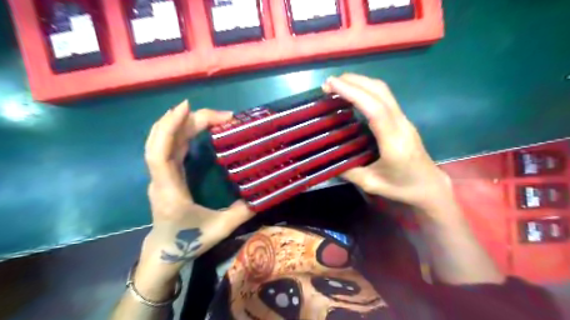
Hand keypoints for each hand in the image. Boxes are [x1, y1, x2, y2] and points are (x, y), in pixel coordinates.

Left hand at [136, 99, 252, 284]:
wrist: (164, 252)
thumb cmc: (189, 242)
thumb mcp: (220, 229)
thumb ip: (242, 212)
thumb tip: (262, 194)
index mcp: (170, 191)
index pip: (160, 153)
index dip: (170, 128)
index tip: (187, 108)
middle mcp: (161, 179)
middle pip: (163, 141)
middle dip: (187, 120)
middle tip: (220, 115)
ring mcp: (161, 176)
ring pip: (163, 142)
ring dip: (182, 123)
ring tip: (207, 114)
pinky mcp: (166, 175)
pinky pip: (169, 148)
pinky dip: (180, 132)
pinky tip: (194, 126)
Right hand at [323, 74, 452, 210]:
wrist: (431, 186)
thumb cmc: (403, 187)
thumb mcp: (372, 184)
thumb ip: (350, 172)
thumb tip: (329, 160)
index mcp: (394, 142)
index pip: (375, 110)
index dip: (354, 93)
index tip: (333, 85)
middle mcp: (401, 125)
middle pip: (380, 92)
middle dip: (354, 81)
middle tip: (329, 82)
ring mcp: (404, 120)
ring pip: (385, 91)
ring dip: (361, 82)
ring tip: (339, 84)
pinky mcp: (403, 120)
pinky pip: (385, 98)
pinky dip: (367, 89)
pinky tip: (355, 93)